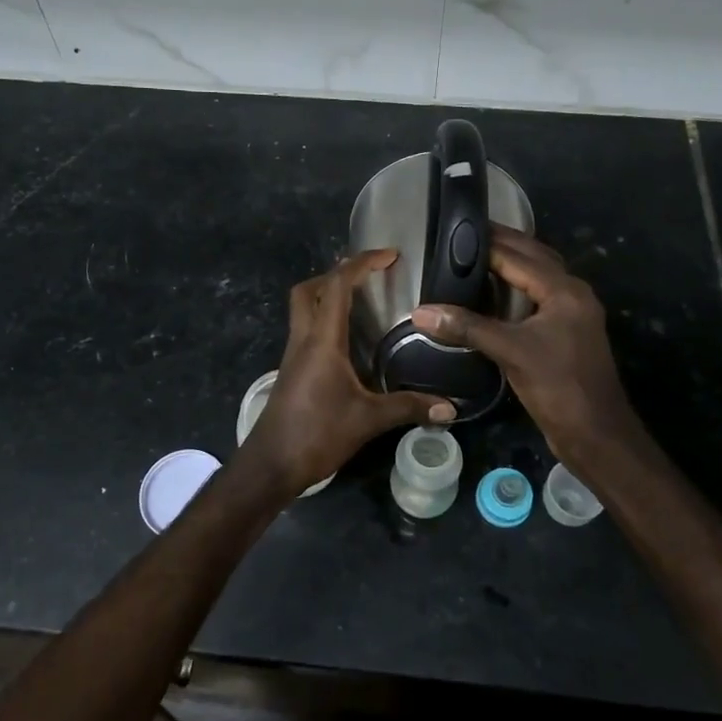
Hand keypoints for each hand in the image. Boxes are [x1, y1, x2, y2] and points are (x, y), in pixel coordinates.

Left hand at [242, 250, 455, 495]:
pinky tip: (349, 342)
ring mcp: (293, 355)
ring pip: (304, 309)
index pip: (337, 286)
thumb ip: (408, 408)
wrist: (271, 464)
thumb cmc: (316, 435)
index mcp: (321, 340)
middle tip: (369, 276)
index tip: (390, 256)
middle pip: (309, 289)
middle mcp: (303, 339)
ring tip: (364, 302)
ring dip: (328, 296)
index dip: (362, 263)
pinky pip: (307, 330)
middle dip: (337, 273)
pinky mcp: (291, 370)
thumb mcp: (367, 420)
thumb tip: (450, 408)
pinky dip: (326, 321)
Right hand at [412, 226, 644, 473]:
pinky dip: (515, 288)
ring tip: (474, 255)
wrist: (595, 434)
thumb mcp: (510, 352)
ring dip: (511, 263)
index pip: (520, 255)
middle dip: (502, 243)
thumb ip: (467, 328)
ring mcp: (570, 315)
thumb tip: (421, 312)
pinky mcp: (564, 334)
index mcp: (564, 290)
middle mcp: (571, 294)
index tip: (456, 228)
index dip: (488, 242)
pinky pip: (537, 298)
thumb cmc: (558, 386)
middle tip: (463, 234)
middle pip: (535, 257)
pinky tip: (491, 293)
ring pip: (538, 277)